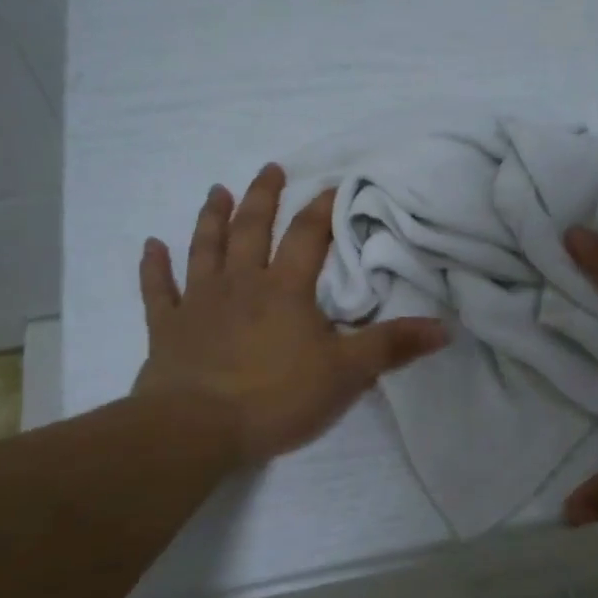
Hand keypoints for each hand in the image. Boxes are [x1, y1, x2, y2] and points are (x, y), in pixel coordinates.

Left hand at [133, 164, 448, 465]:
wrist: (196, 428)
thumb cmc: (275, 397)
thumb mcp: (346, 374)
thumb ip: (392, 347)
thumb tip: (445, 327)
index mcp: (285, 290)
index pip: (308, 237)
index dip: (322, 209)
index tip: (331, 184)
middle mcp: (240, 284)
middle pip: (252, 230)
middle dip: (263, 197)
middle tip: (269, 169)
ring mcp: (198, 302)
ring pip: (205, 248)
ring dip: (211, 218)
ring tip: (217, 191)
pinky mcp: (167, 328)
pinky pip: (158, 290)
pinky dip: (154, 266)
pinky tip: (151, 245)